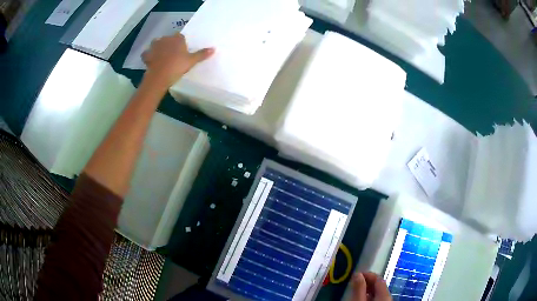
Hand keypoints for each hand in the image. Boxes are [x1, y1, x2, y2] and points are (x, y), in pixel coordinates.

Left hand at [142, 33, 213, 87]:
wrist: (159, 77)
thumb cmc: (177, 66)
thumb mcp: (191, 61)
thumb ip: (201, 54)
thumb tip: (213, 49)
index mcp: (177, 39)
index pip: (180, 36)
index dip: (181, 42)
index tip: (182, 49)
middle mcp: (165, 39)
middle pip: (168, 39)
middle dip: (169, 44)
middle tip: (173, 53)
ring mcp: (154, 47)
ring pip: (156, 43)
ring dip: (158, 47)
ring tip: (161, 54)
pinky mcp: (147, 55)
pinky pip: (147, 53)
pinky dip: (148, 56)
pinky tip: (150, 60)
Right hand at [351, 272, 391, 300]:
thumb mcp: (359, 300)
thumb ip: (359, 288)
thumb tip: (357, 274)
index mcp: (385, 293)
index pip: (378, 278)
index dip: (367, 274)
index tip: (356, 274)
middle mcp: (389, 296)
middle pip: (379, 284)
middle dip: (367, 281)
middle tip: (355, 282)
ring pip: (378, 292)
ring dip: (368, 289)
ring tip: (357, 291)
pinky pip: (377, 297)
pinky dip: (370, 295)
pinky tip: (362, 298)